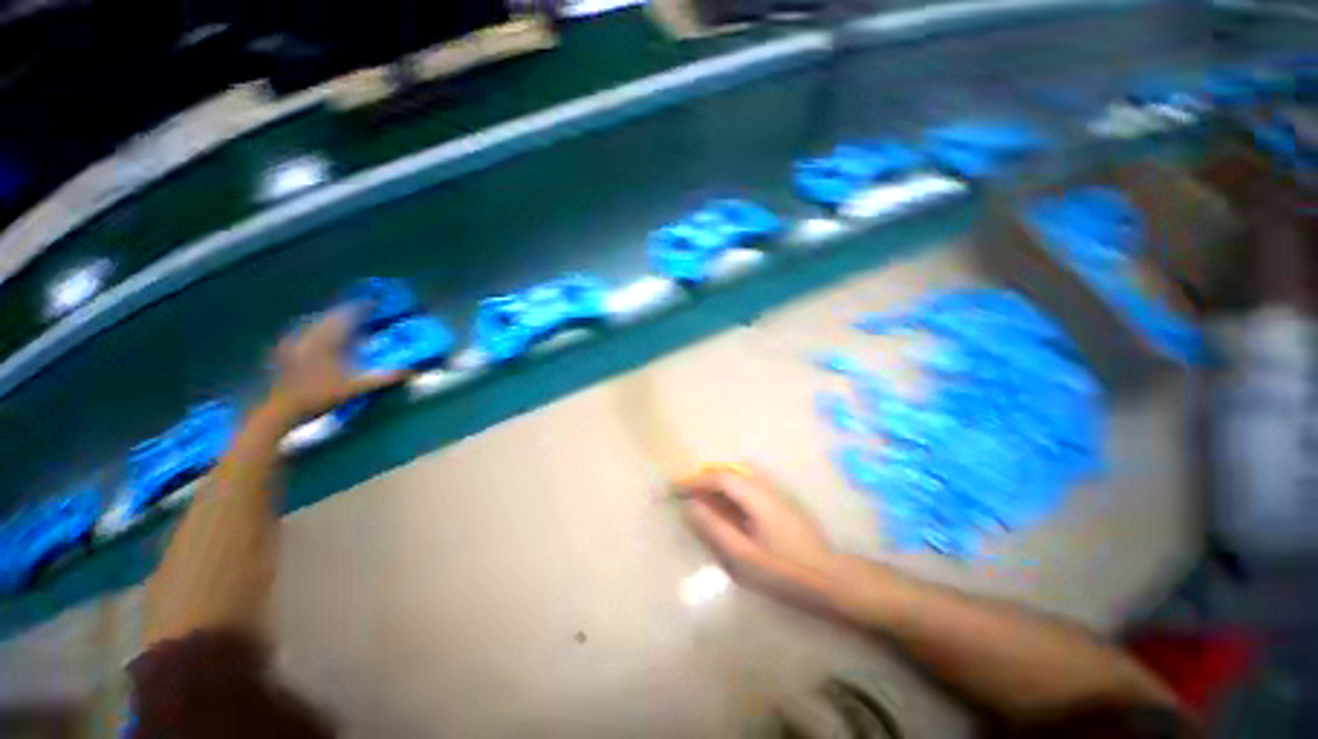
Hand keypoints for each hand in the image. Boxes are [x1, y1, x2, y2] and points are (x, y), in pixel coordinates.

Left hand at [266, 304, 408, 420]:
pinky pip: (304, 333)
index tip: (376, 304)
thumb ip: (383, 378)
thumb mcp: (355, 388)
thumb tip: (412, 371)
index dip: (362, 307)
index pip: (347, 315)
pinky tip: (323, 339)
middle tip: (365, 313)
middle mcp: (309, 335)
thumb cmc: (319, 396)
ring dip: (333, 321)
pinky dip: (318, 331)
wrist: (280, 410)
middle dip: (348, 313)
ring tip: (347, 325)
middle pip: (331, 316)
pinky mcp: (285, 351)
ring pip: (316, 323)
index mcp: (326, 339)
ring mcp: (294, 342)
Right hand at [677, 464, 838, 596]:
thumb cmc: (784, 570)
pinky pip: (748, 484)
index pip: (719, 477)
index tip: (674, 488)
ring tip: (701, 498)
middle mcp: (765, 486)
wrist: (829, 576)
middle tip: (685, 492)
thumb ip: (715, 528)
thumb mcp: (744, 555)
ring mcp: (775, 491)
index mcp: (756, 496)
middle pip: (728, 472)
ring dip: (717, 482)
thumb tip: (690, 507)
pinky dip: (730, 488)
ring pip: (738, 475)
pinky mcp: (779, 500)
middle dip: (704, 479)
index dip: (695, 480)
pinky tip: (726, 506)